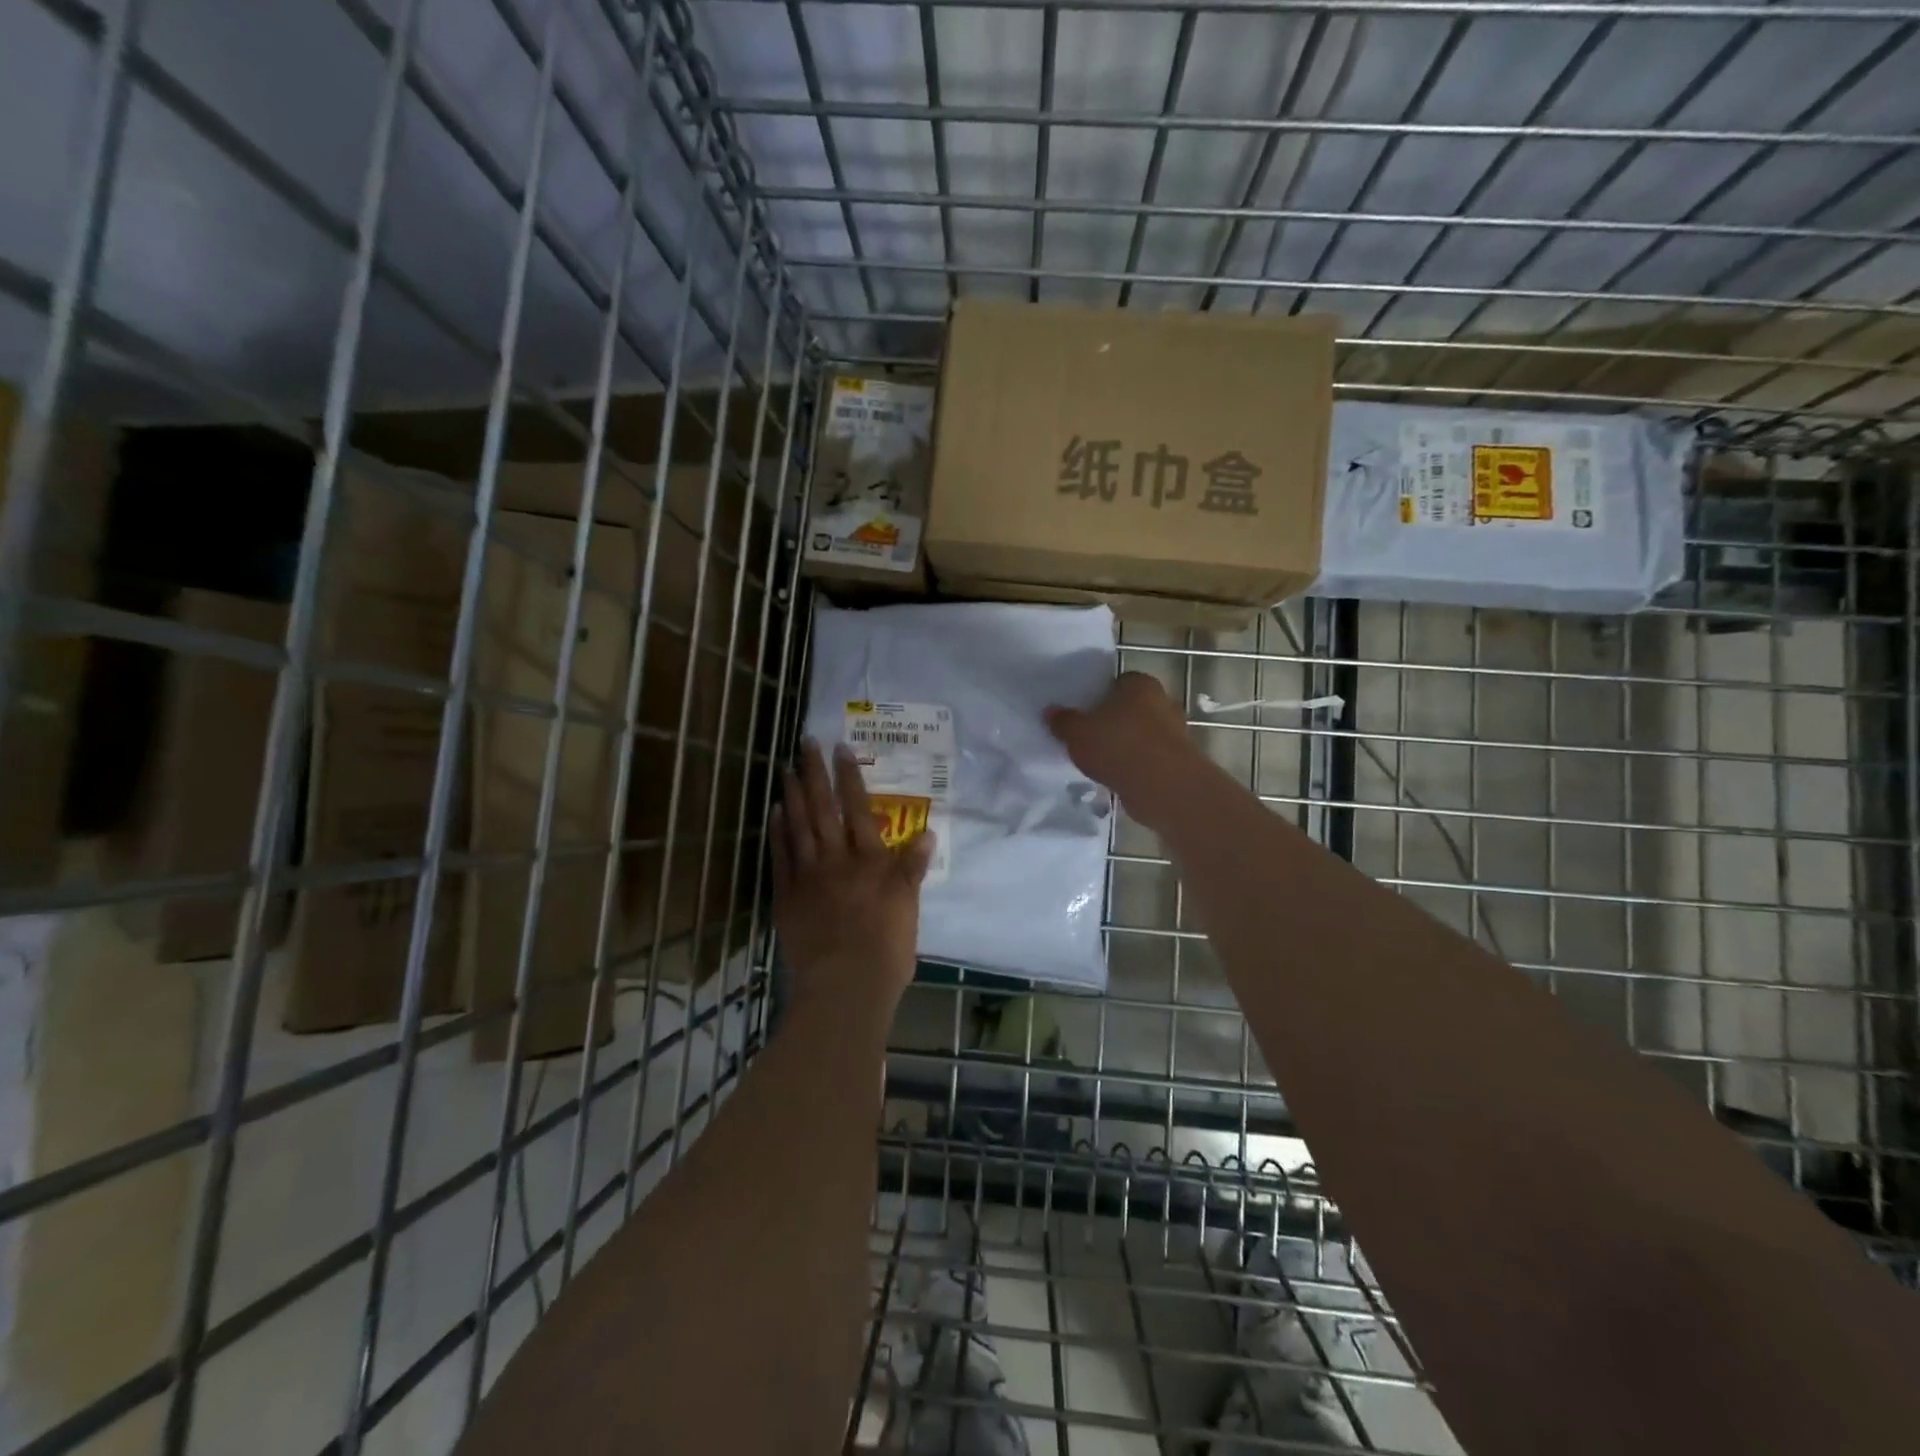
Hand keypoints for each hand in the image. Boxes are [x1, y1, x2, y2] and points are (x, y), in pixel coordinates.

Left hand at [771, 739, 933, 1016]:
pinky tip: (775, 813)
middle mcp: (836, 859)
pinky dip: (778, 832)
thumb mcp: (909, 906)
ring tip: (787, 769)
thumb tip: (927, 834)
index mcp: (869, 860)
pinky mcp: (787, 897)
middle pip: (823, 809)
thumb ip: (912, 868)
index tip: (842, 750)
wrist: (845, 986)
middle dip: (815, 774)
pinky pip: (781, 857)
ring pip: (798, 826)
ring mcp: (808, 876)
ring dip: (792, 795)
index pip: (859, 809)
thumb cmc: (886, 949)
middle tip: (806, 744)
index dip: (850, 778)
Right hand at [1044, 671, 1201, 830]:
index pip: (1119, 681)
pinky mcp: (1179, 761)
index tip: (1086, 712)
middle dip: (1115, 721)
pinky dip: (1137, 766)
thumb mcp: (1077, 733)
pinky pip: (1150, 758)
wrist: (1164, 787)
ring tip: (1102, 762)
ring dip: (1127, 746)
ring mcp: (1176, 732)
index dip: (1101, 695)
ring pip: (1143, 734)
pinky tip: (1119, 778)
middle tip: (1091, 736)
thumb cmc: (1118, 746)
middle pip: (1133, 708)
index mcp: (1140, 684)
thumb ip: (1064, 721)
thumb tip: (1050, 712)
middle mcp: (1164, 701)